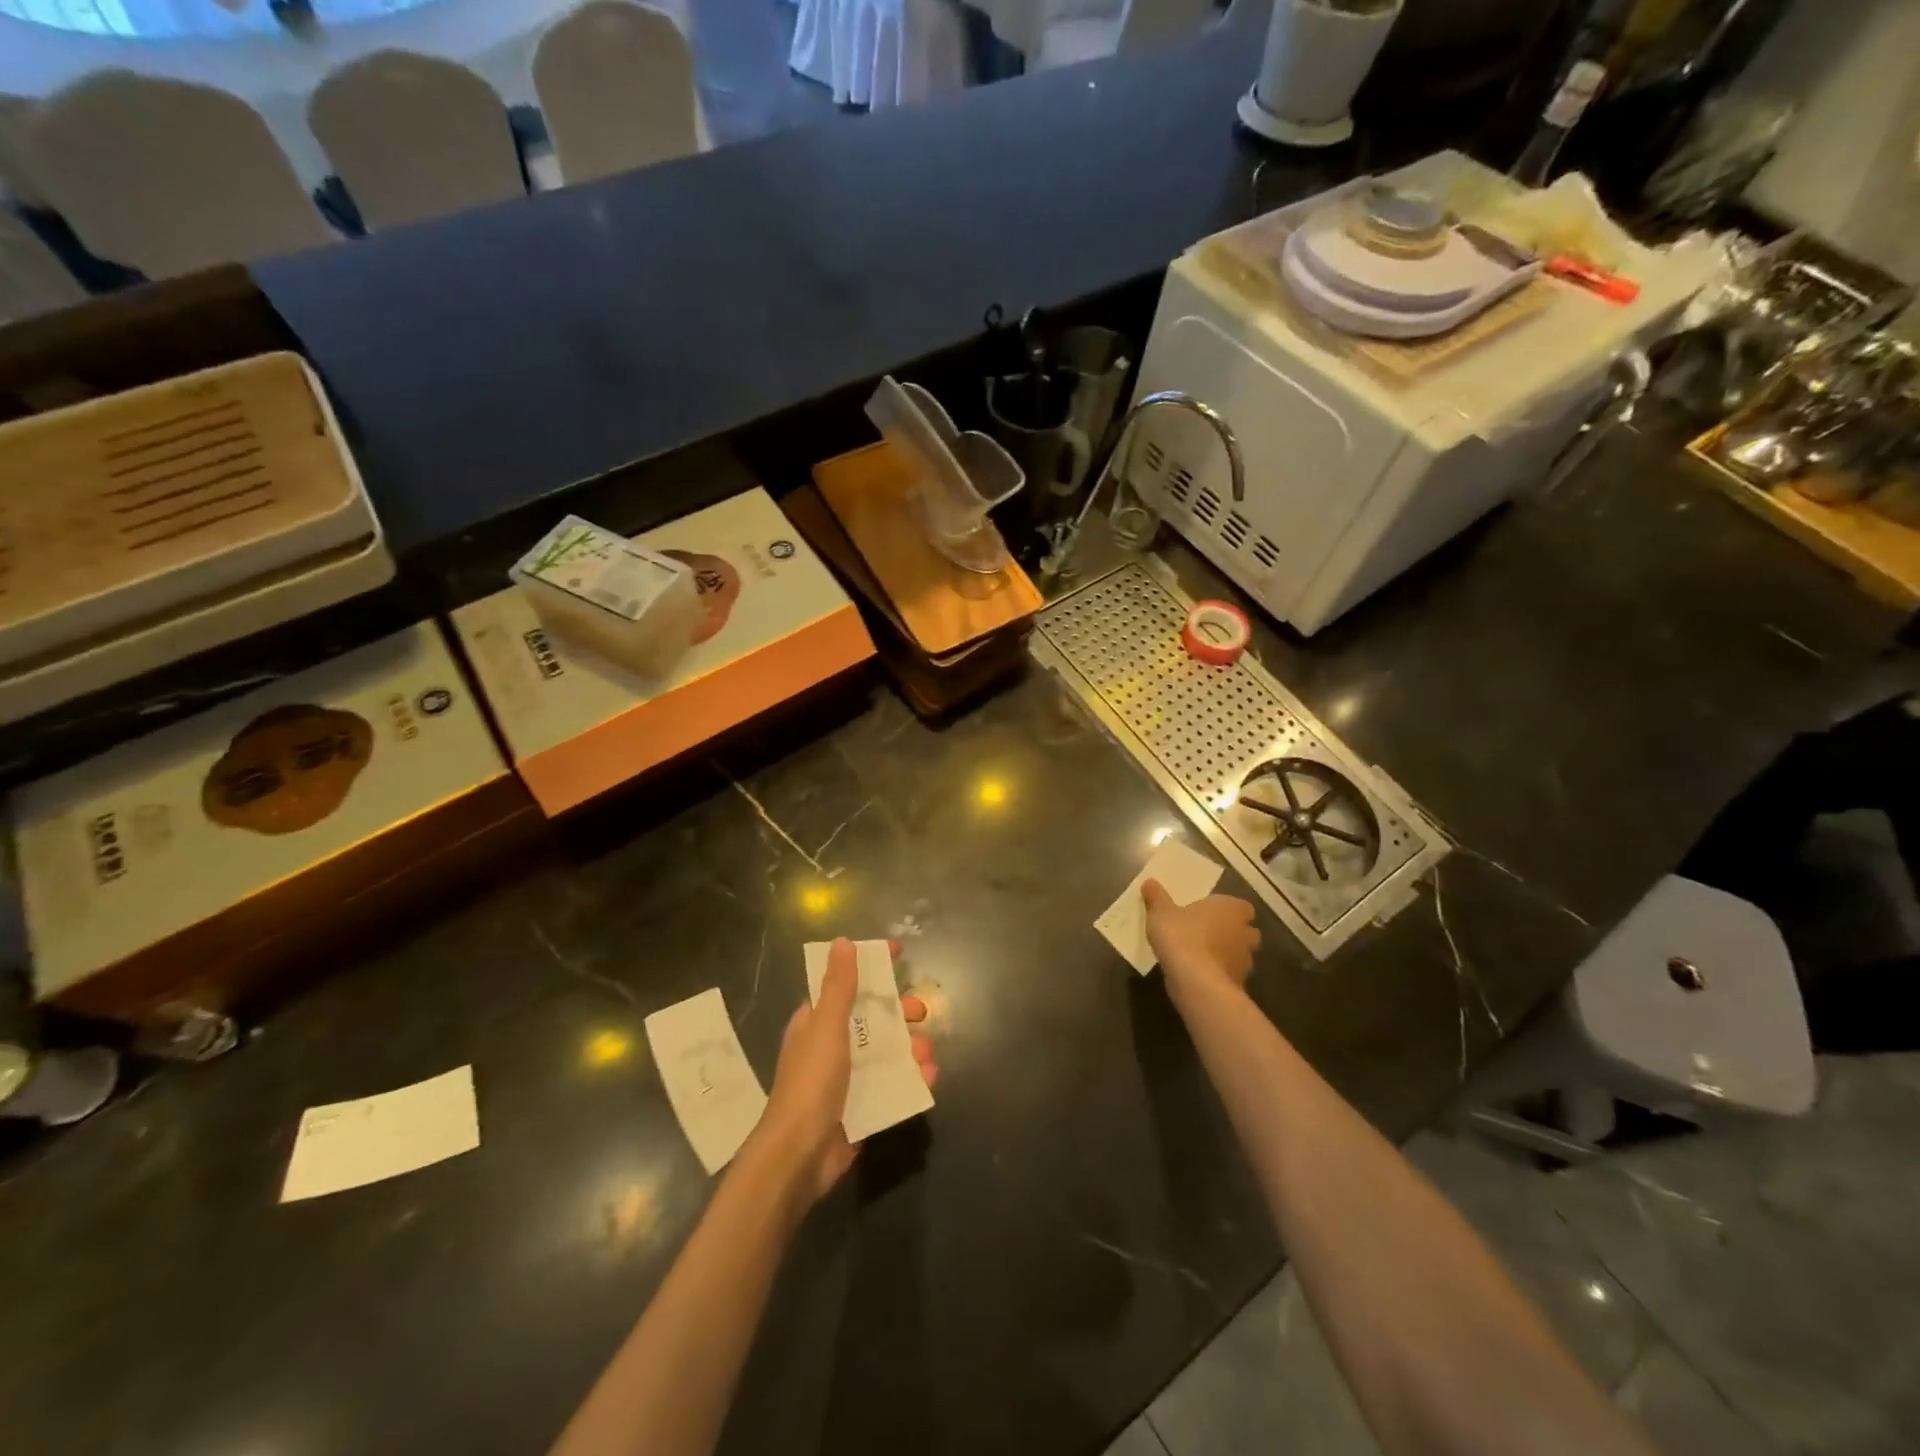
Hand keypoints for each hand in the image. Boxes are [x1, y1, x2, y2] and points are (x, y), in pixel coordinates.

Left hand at [756, 938, 935, 1205]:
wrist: (800, 1155)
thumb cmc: (811, 1081)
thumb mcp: (826, 1026)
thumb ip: (838, 986)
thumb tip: (843, 942)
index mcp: (817, 1022)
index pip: (846, 983)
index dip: (871, 966)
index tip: (899, 953)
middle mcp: (832, 1045)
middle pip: (872, 1018)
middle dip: (899, 1012)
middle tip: (920, 1013)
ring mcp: (848, 1078)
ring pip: (887, 1052)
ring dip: (911, 1048)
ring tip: (927, 1055)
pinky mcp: (863, 1106)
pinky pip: (893, 1084)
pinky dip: (912, 1079)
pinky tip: (929, 1078)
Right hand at [1142, 880, 1259, 1000]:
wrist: (1195, 981)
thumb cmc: (1181, 937)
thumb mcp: (1161, 913)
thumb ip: (1157, 898)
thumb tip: (1150, 883)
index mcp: (1231, 909)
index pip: (1242, 907)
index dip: (1228, 910)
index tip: (1211, 913)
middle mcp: (1244, 933)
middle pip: (1246, 931)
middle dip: (1232, 933)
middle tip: (1209, 934)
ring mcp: (1245, 961)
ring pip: (1240, 955)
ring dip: (1227, 955)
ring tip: (1203, 957)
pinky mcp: (1239, 984)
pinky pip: (1231, 975)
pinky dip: (1220, 975)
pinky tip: (1202, 977)